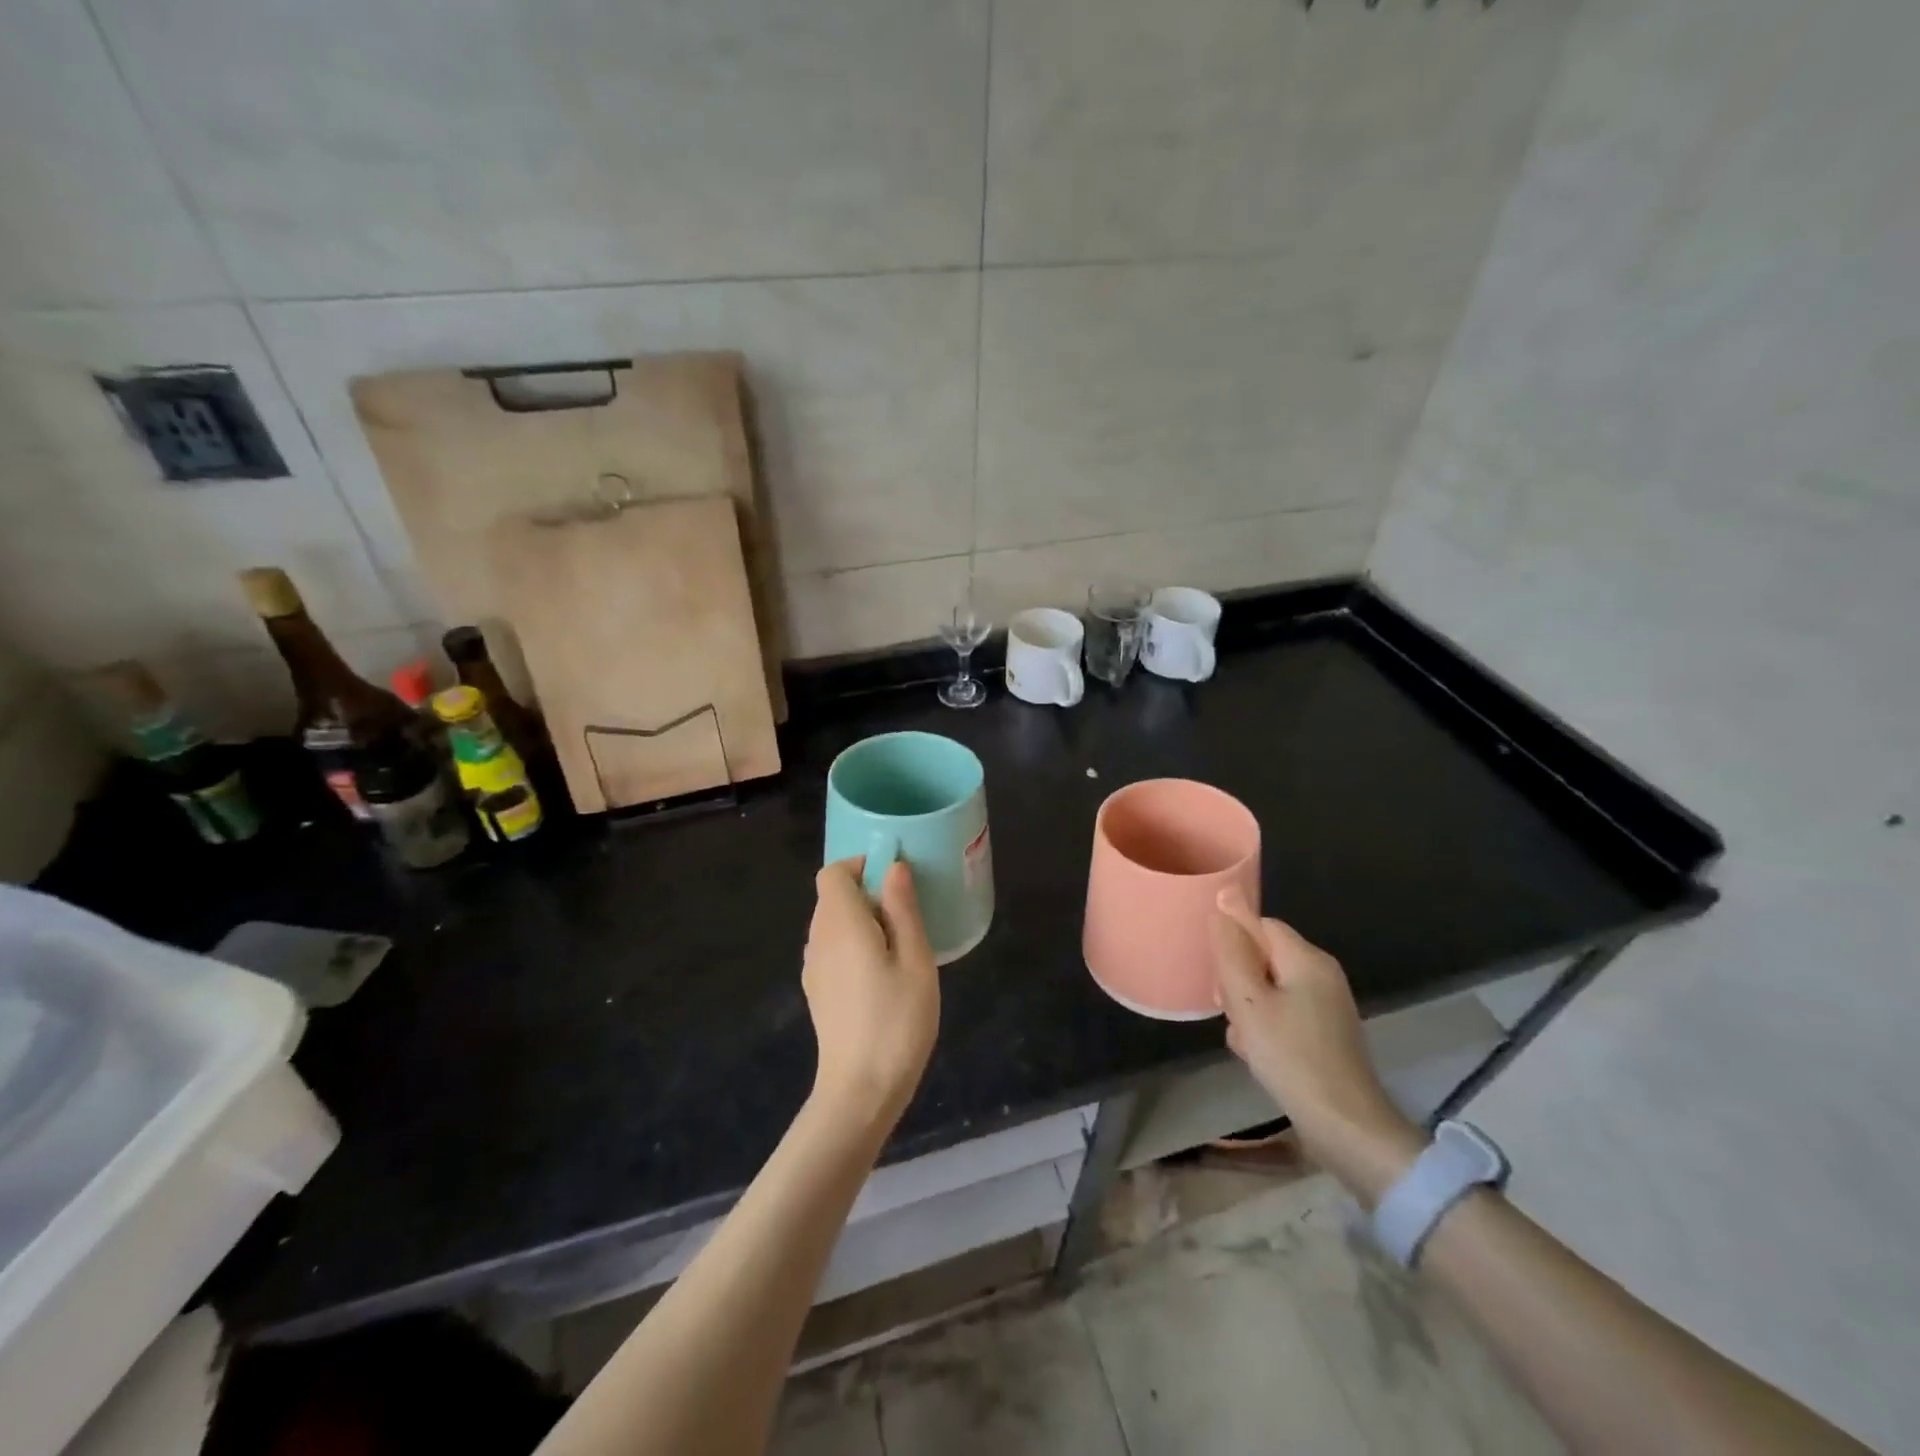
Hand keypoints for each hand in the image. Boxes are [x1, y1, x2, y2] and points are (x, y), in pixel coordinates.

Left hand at [801, 858, 940, 1131]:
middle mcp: (818, 938)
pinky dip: (853, 946)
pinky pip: (832, 950)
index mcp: (840, 923)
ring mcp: (813, 967)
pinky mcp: (817, 991)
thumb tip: (893, 867)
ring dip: (862, 922)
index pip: (833, 873)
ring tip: (899, 948)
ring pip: (832, 924)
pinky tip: (881, 976)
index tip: (894, 882)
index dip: (860, 866)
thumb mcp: (915, 959)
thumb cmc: (896, 1019)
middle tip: (907, 917)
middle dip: (867, 894)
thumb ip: (902, 908)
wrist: (861, 1090)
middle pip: (832, 897)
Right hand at [1211, 889, 1424, 1204]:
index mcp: (1307, 959)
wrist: (1346, 1127)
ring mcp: (1326, 1006)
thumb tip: (1222, 905)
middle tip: (1227, 1008)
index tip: (1217, 971)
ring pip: (1269, 987)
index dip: (1234, 941)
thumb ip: (1231, 952)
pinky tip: (1255, 1053)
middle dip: (1238, 979)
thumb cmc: (1291, 1057)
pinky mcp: (1325, 1033)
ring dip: (1247, 1007)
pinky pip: (1283, 1013)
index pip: (1261, 924)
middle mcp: (1322, 974)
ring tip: (1241, 1037)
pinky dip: (1265, 1026)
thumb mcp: (1248, 1002)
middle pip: (1264, 956)